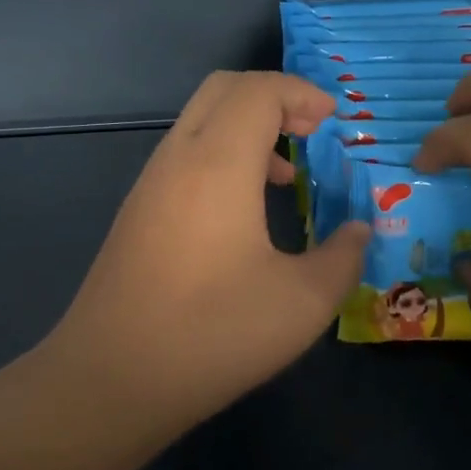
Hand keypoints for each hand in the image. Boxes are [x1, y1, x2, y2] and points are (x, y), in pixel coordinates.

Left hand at [44, 72, 370, 421]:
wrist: (111, 379)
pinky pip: (184, 155)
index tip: (336, 120)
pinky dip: (221, 155)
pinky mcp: (136, 212)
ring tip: (285, 176)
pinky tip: (243, 213)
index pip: (259, 90)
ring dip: (246, 129)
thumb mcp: (302, 303)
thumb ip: (343, 257)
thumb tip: (359, 231)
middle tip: (312, 131)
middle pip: (223, 89)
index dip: (302, 93)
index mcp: (218, 163)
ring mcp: (149, 184)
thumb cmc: (212, 334)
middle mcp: (177, 158)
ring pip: (199, 121)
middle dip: (273, 97)